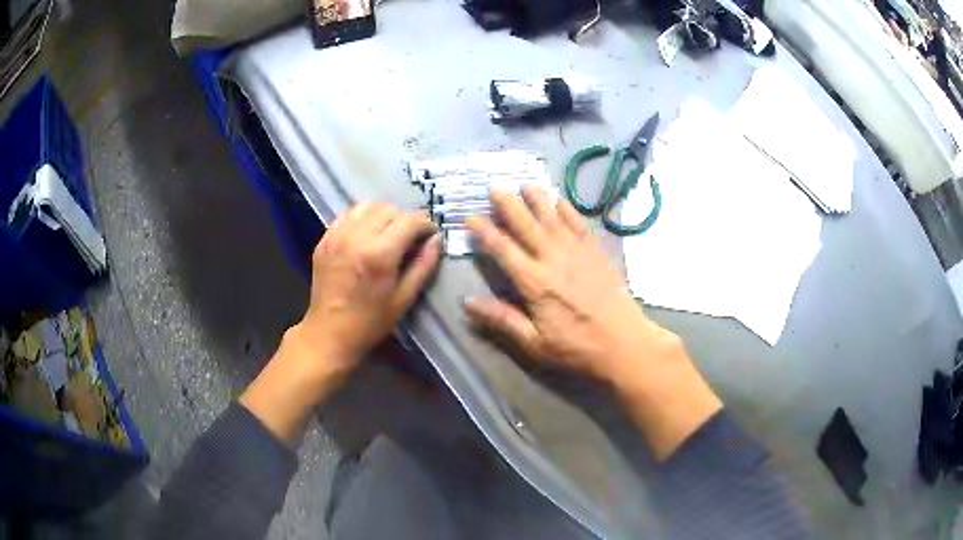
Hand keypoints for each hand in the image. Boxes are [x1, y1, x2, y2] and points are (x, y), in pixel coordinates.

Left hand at [241, 203, 439, 443]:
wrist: (329, 332)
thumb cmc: (371, 321)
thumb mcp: (404, 298)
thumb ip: (424, 265)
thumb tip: (436, 240)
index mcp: (380, 254)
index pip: (410, 220)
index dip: (425, 225)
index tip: (430, 235)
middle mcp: (357, 237)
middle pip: (389, 209)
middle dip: (405, 219)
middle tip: (409, 238)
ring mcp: (337, 236)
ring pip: (367, 206)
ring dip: (383, 214)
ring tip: (387, 232)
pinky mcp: (325, 239)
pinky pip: (347, 215)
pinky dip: (361, 218)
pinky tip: (366, 235)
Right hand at [464, 187, 671, 383]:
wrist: (624, 343)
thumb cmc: (577, 348)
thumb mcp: (534, 343)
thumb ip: (502, 319)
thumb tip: (468, 302)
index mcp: (534, 282)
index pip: (503, 249)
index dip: (484, 231)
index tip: (470, 217)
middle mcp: (553, 259)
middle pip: (526, 225)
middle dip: (508, 205)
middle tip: (495, 188)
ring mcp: (578, 253)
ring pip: (552, 218)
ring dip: (537, 199)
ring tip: (525, 184)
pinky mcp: (597, 253)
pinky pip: (580, 224)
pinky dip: (568, 210)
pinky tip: (560, 200)